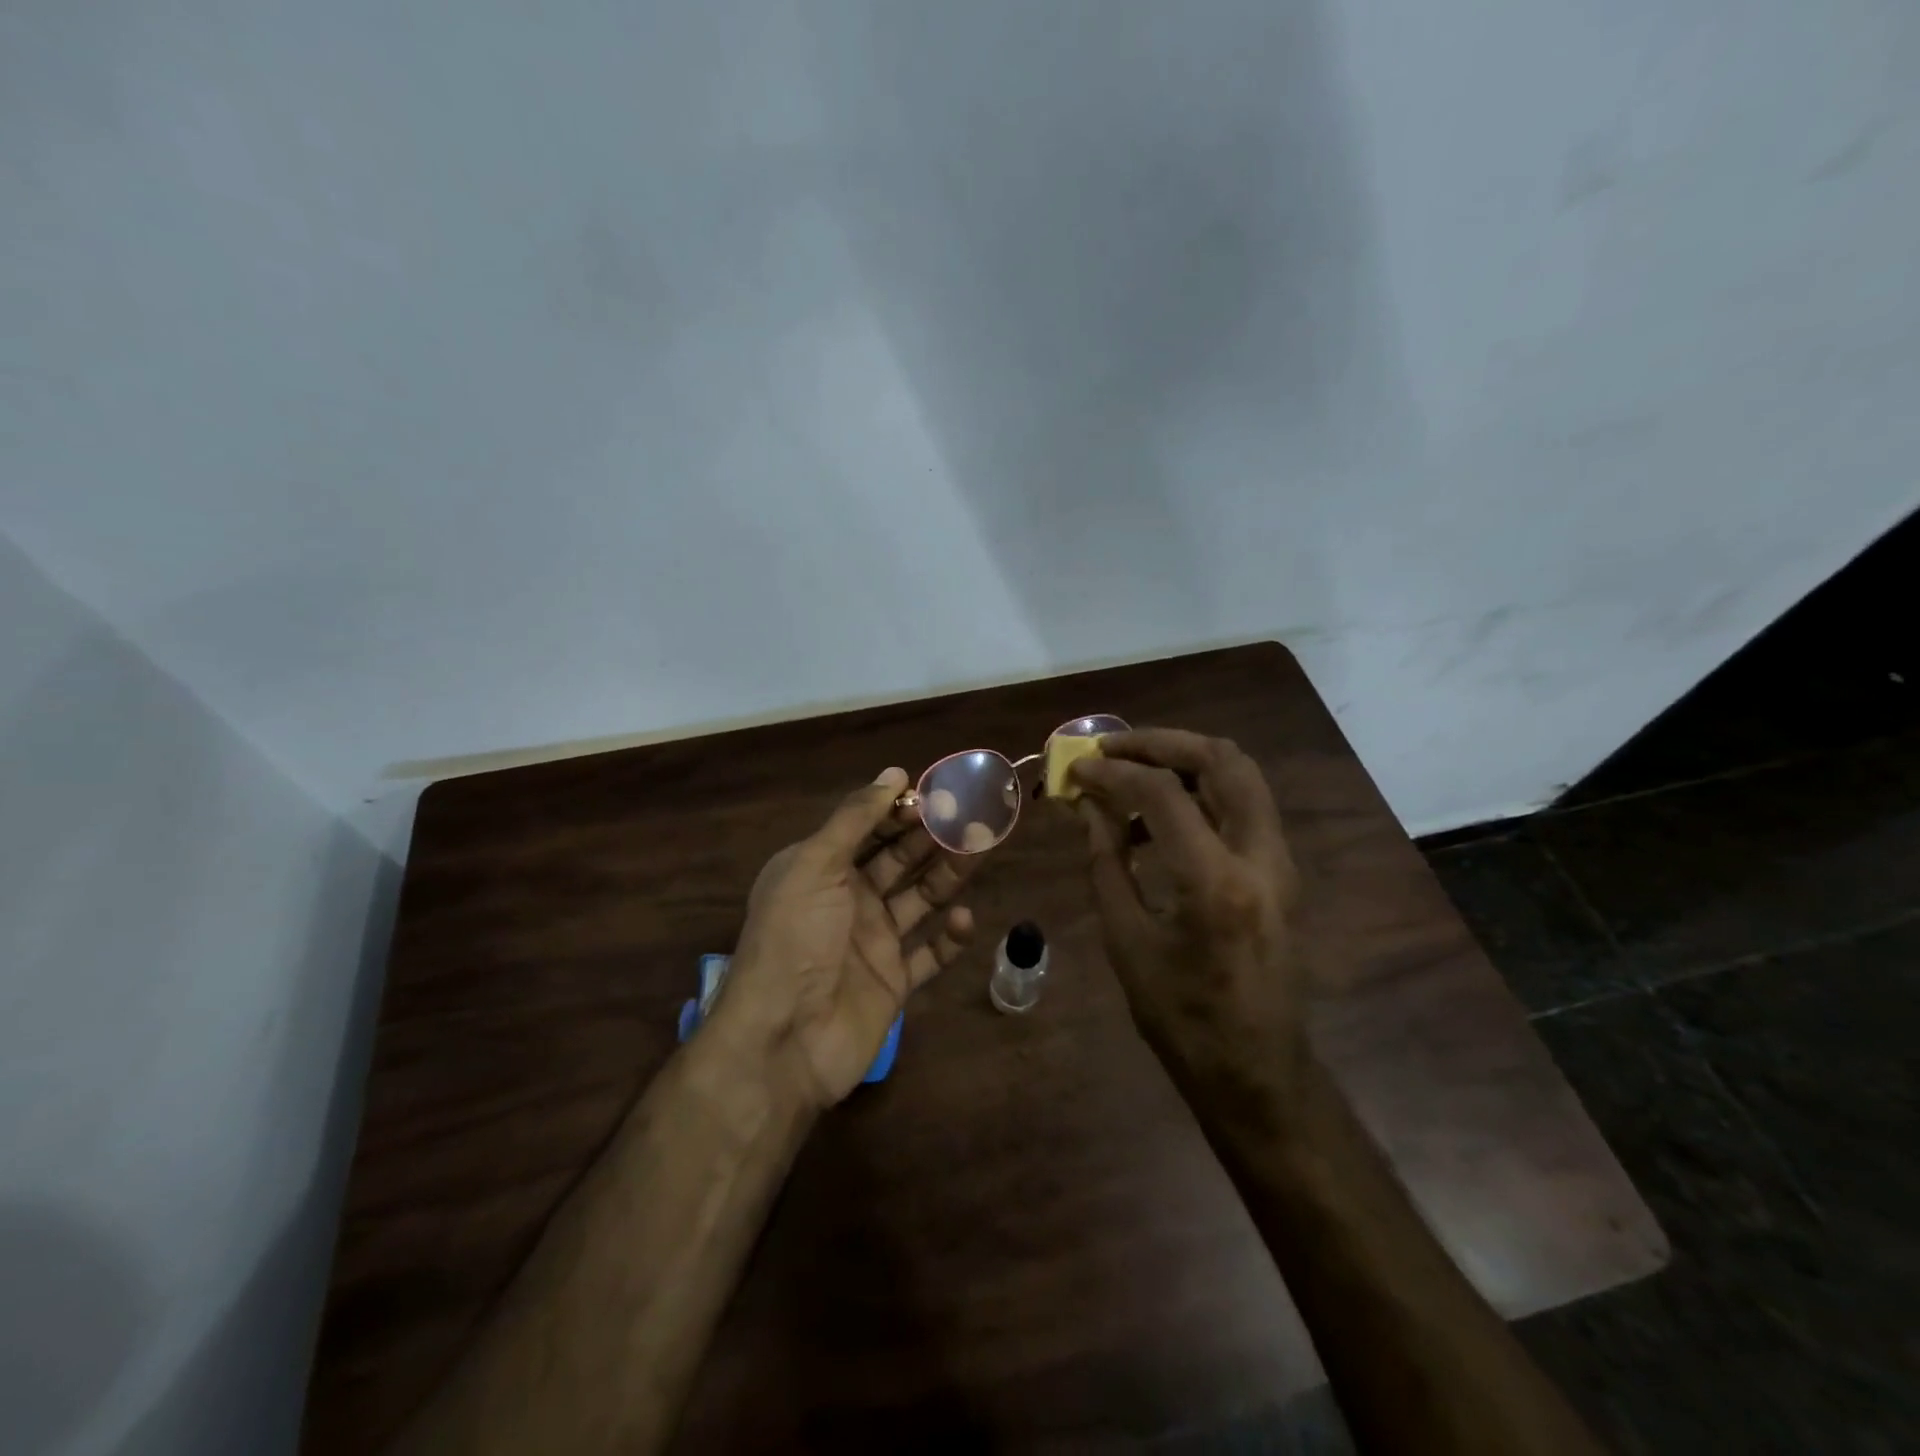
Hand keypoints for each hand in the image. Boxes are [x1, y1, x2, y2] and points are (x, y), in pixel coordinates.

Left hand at [707, 767, 977, 1109]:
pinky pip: (930, 953)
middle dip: (932, 837)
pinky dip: (949, 937)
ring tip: (979, 851)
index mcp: (821, 869)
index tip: (939, 794)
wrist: (784, 1040)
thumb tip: (894, 773)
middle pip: (900, 859)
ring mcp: (873, 942)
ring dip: (949, 875)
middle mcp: (848, 899)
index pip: (868, 828)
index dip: (901, 810)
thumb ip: (855, 818)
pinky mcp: (893, 981)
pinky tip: (964, 919)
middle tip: (973, 816)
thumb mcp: (816, 865)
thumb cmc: (795, 939)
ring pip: (921, 898)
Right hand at [1068, 729, 1304, 1091]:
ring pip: (1241, 775)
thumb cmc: (1180, 1018)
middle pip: (1222, 760)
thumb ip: (1107, 861)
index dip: (1112, 772)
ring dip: (1184, 760)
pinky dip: (1200, 791)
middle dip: (1162, 742)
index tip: (1077, 769)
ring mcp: (1280, 863)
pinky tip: (1158, 816)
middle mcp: (1259, 857)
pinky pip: (1243, 806)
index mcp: (1214, 882)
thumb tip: (1090, 806)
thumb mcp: (1126, 940)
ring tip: (1132, 772)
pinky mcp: (1281, 872)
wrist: (1256, 1071)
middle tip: (1113, 747)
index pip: (1161, 794)